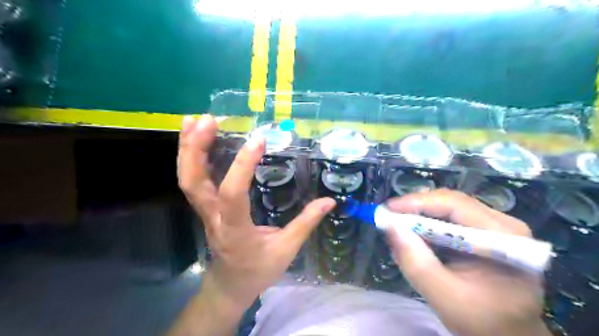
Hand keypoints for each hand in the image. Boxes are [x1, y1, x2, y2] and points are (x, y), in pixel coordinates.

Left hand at [177, 114, 336, 311]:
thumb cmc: (257, 270)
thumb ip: (305, 223)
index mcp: (235, 230)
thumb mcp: (286, 250)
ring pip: (187, 179)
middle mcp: (213, 218)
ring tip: (194, 120)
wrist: (229, 285)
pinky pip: (193, 180)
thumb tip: (329, 201)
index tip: (259, 140)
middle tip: (207, 120)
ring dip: (188, 148)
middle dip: (196, 149)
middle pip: (193, 182)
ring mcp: (204, 212)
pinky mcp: (205, 208)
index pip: (232, 194)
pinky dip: (191, 157)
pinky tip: (196, 139)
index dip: (242, 166)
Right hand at [386, 189, 547, 335]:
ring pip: (449, 207)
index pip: (455, 205)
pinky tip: (415, 234)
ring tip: (398, 226)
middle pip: (451, 202)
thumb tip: (388, 226)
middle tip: (389, 217)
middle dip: (416, 208)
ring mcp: (495, 226)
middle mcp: (503, 224)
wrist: (508, 335)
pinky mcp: (484, 232)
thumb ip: (415, 262)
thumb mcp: (444, 296)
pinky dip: (428, 224)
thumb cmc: (482, 321)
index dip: (418, 203)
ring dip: (420, 215)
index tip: (387, 209)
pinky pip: (450, 218)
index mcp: (504, 238)